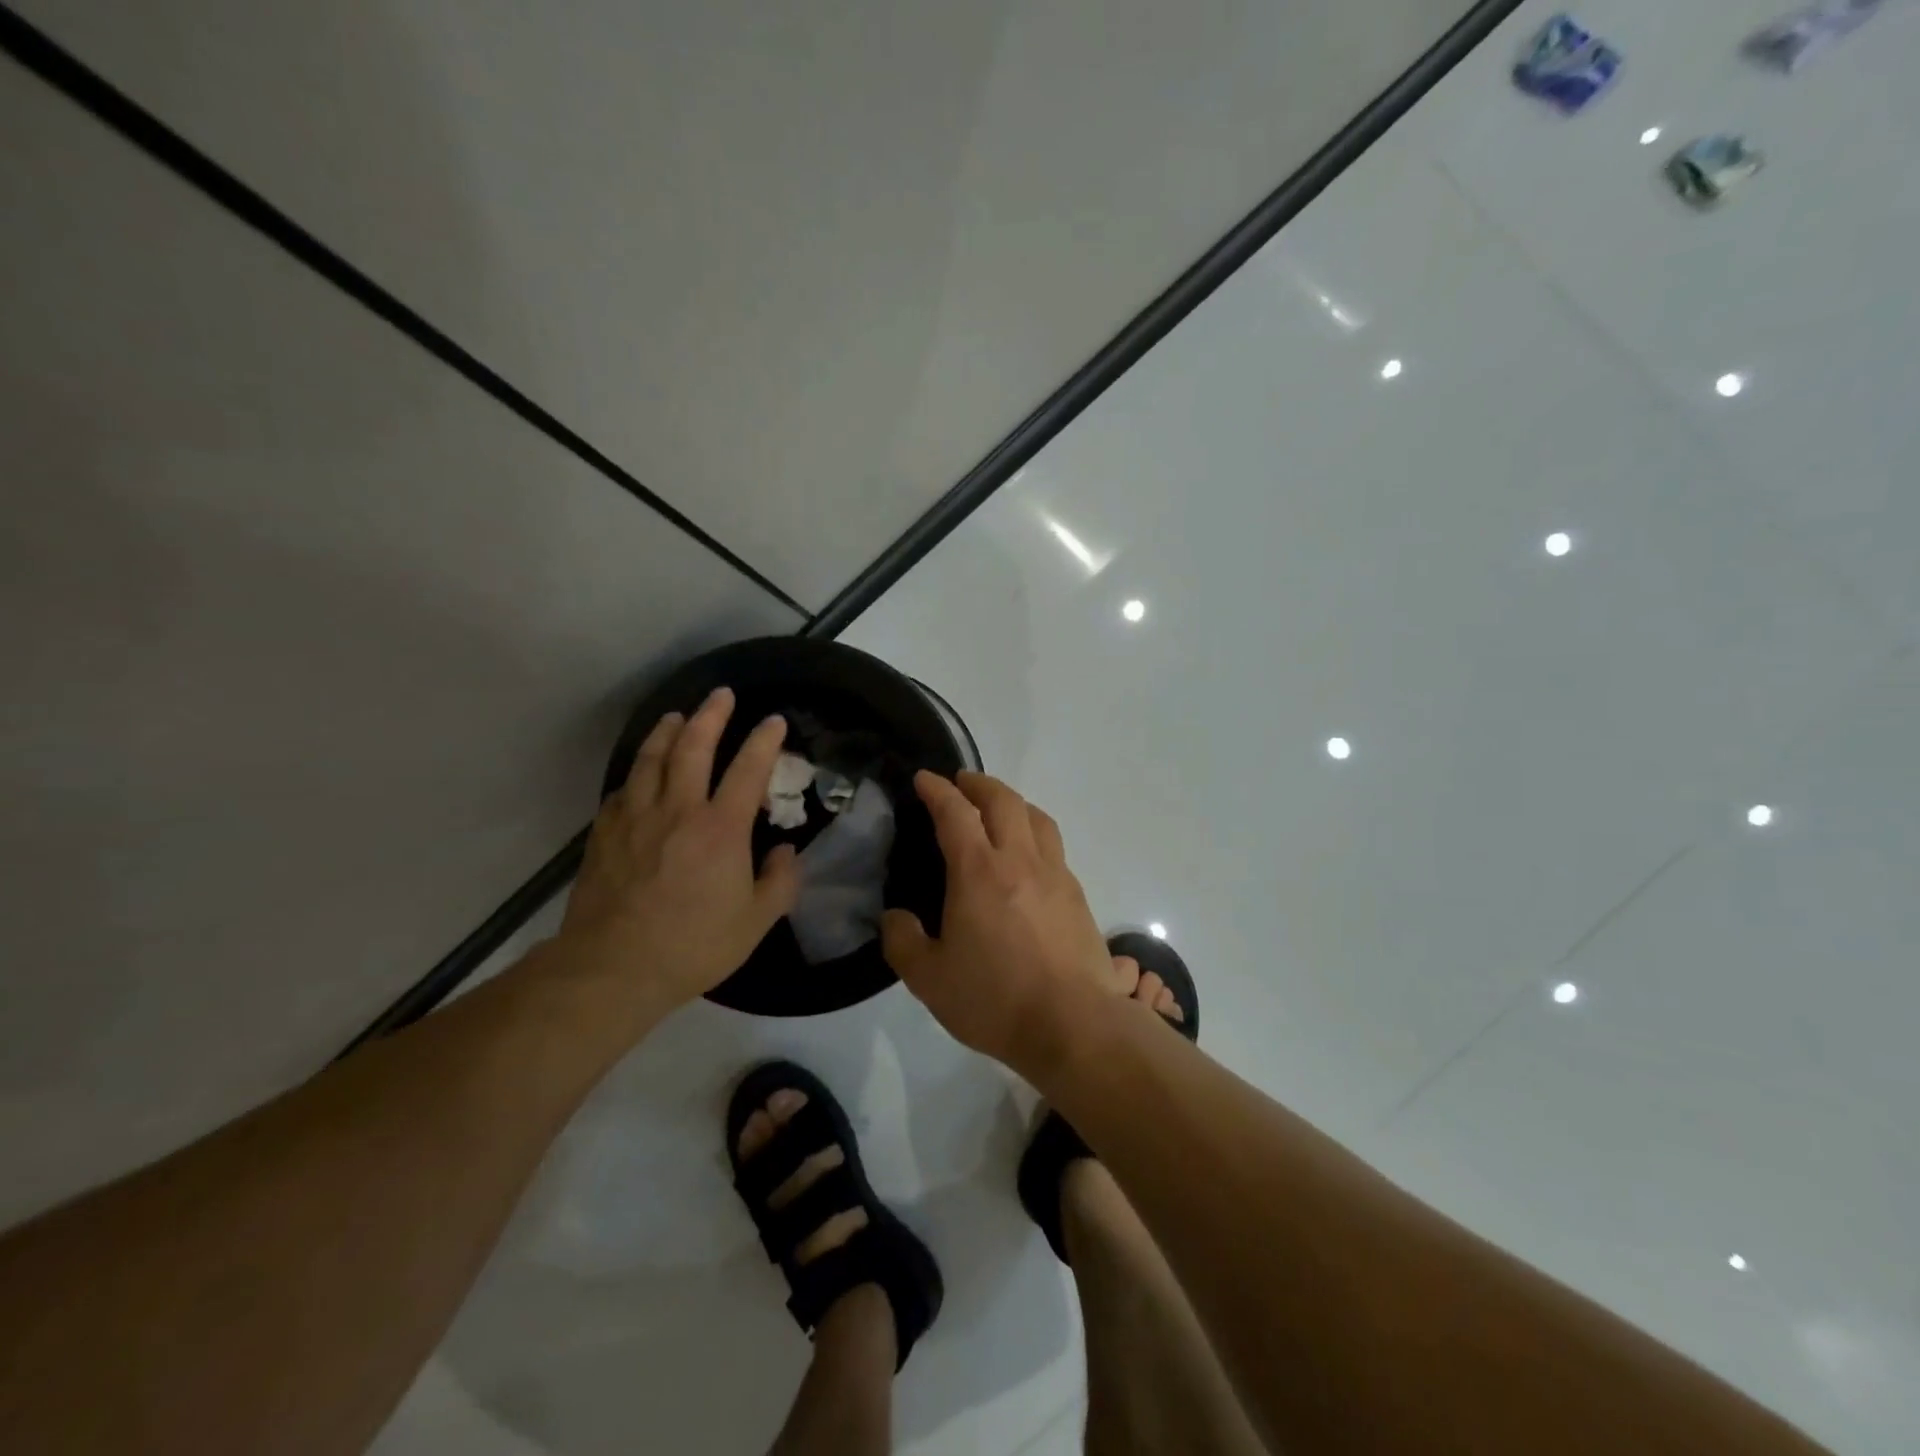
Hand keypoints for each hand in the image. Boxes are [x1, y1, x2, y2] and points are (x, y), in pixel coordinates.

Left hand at [554, 687, 799, 1025]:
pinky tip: (640, 772)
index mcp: (721, 828)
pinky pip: (624, 788)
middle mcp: (678, 809)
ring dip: (668, 731)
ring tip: (677, 716)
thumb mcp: (755, 922)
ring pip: (651, 758)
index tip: (775, 721)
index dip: (764, 740)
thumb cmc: (693, 944)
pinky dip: (637, 771)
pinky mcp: (605, 833)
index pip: (748, 769)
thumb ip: (780, 882)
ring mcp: (636, 817)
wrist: (614, 966)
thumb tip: (787, 852)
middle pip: (693, 746)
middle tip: (721, 694)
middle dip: (711, 715)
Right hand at [881, 771, 1121, 1078]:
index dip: (938, 790)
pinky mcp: (1077, 895)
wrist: (1074, 1024)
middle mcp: (1020, 860)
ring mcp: (1055, 875)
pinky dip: (1035, 833)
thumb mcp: (929, 979)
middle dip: (979, 783)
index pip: (956, 813)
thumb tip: (895, 918)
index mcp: (979, 871)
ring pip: (1037, 818)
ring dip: (1013, 802)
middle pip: (1004, 800)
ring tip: (999, 809)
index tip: (925, 779)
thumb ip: (903, 941)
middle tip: (961, 783)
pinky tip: (1028, 856)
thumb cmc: (995, 999)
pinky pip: (1054, 846)